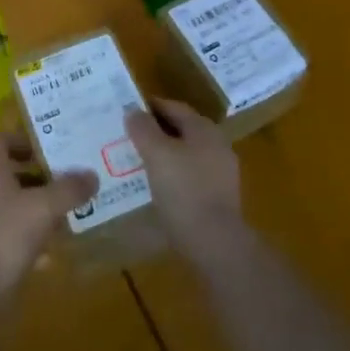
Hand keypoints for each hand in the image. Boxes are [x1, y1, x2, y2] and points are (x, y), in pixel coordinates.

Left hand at [0, 133, 97, 297]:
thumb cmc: (4, 234)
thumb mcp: (43, 206)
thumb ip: (69, 189)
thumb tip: (92, 174)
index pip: (1, 141)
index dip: (23, 139)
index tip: (49, 146)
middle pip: (13, 174)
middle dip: (42, 176)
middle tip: (71, 178)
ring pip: (17, 206)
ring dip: (42, 208)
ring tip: (72, 211)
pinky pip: (17, 238)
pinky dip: (36, 240)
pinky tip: (57, 250)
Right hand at [125, 99, 245, 262]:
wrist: (215, 243)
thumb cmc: (184, 190)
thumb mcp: (156, 154)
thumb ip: (143, 129)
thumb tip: (133, 110)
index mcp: (204, 129)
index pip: (174, 107)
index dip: (150, 107)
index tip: (128, 113)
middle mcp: (217, 145)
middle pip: (182, 130)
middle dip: (156, 132)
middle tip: (130, 138)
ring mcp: (221, 172)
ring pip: (186, 155)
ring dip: (165, 156)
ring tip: (139, 164)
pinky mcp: (219, 198)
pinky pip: (191, 177)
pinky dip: (174, 176)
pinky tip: (158, 188)